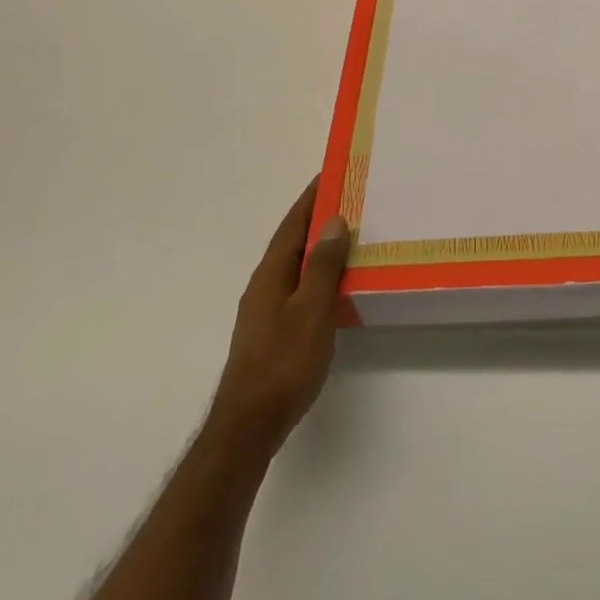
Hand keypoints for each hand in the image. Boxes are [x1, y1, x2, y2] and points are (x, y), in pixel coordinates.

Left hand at [212, 180, 351, 450]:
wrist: (249, 425)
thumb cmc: (283, 362)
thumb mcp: (311, 310)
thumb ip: (323, 266)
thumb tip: (334, 221)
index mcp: (271, 274)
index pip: (292, 224)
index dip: (311, 198)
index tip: (332, 173)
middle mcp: (264, 285)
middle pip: (292, 241)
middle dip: (317, 219)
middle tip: (350, 200)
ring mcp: (265, 310)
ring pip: (295, 265)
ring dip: (318, 247)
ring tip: (350, 236)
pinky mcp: (272, 331)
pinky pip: (298, 287)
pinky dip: (317, 274)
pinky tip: (335, 284)